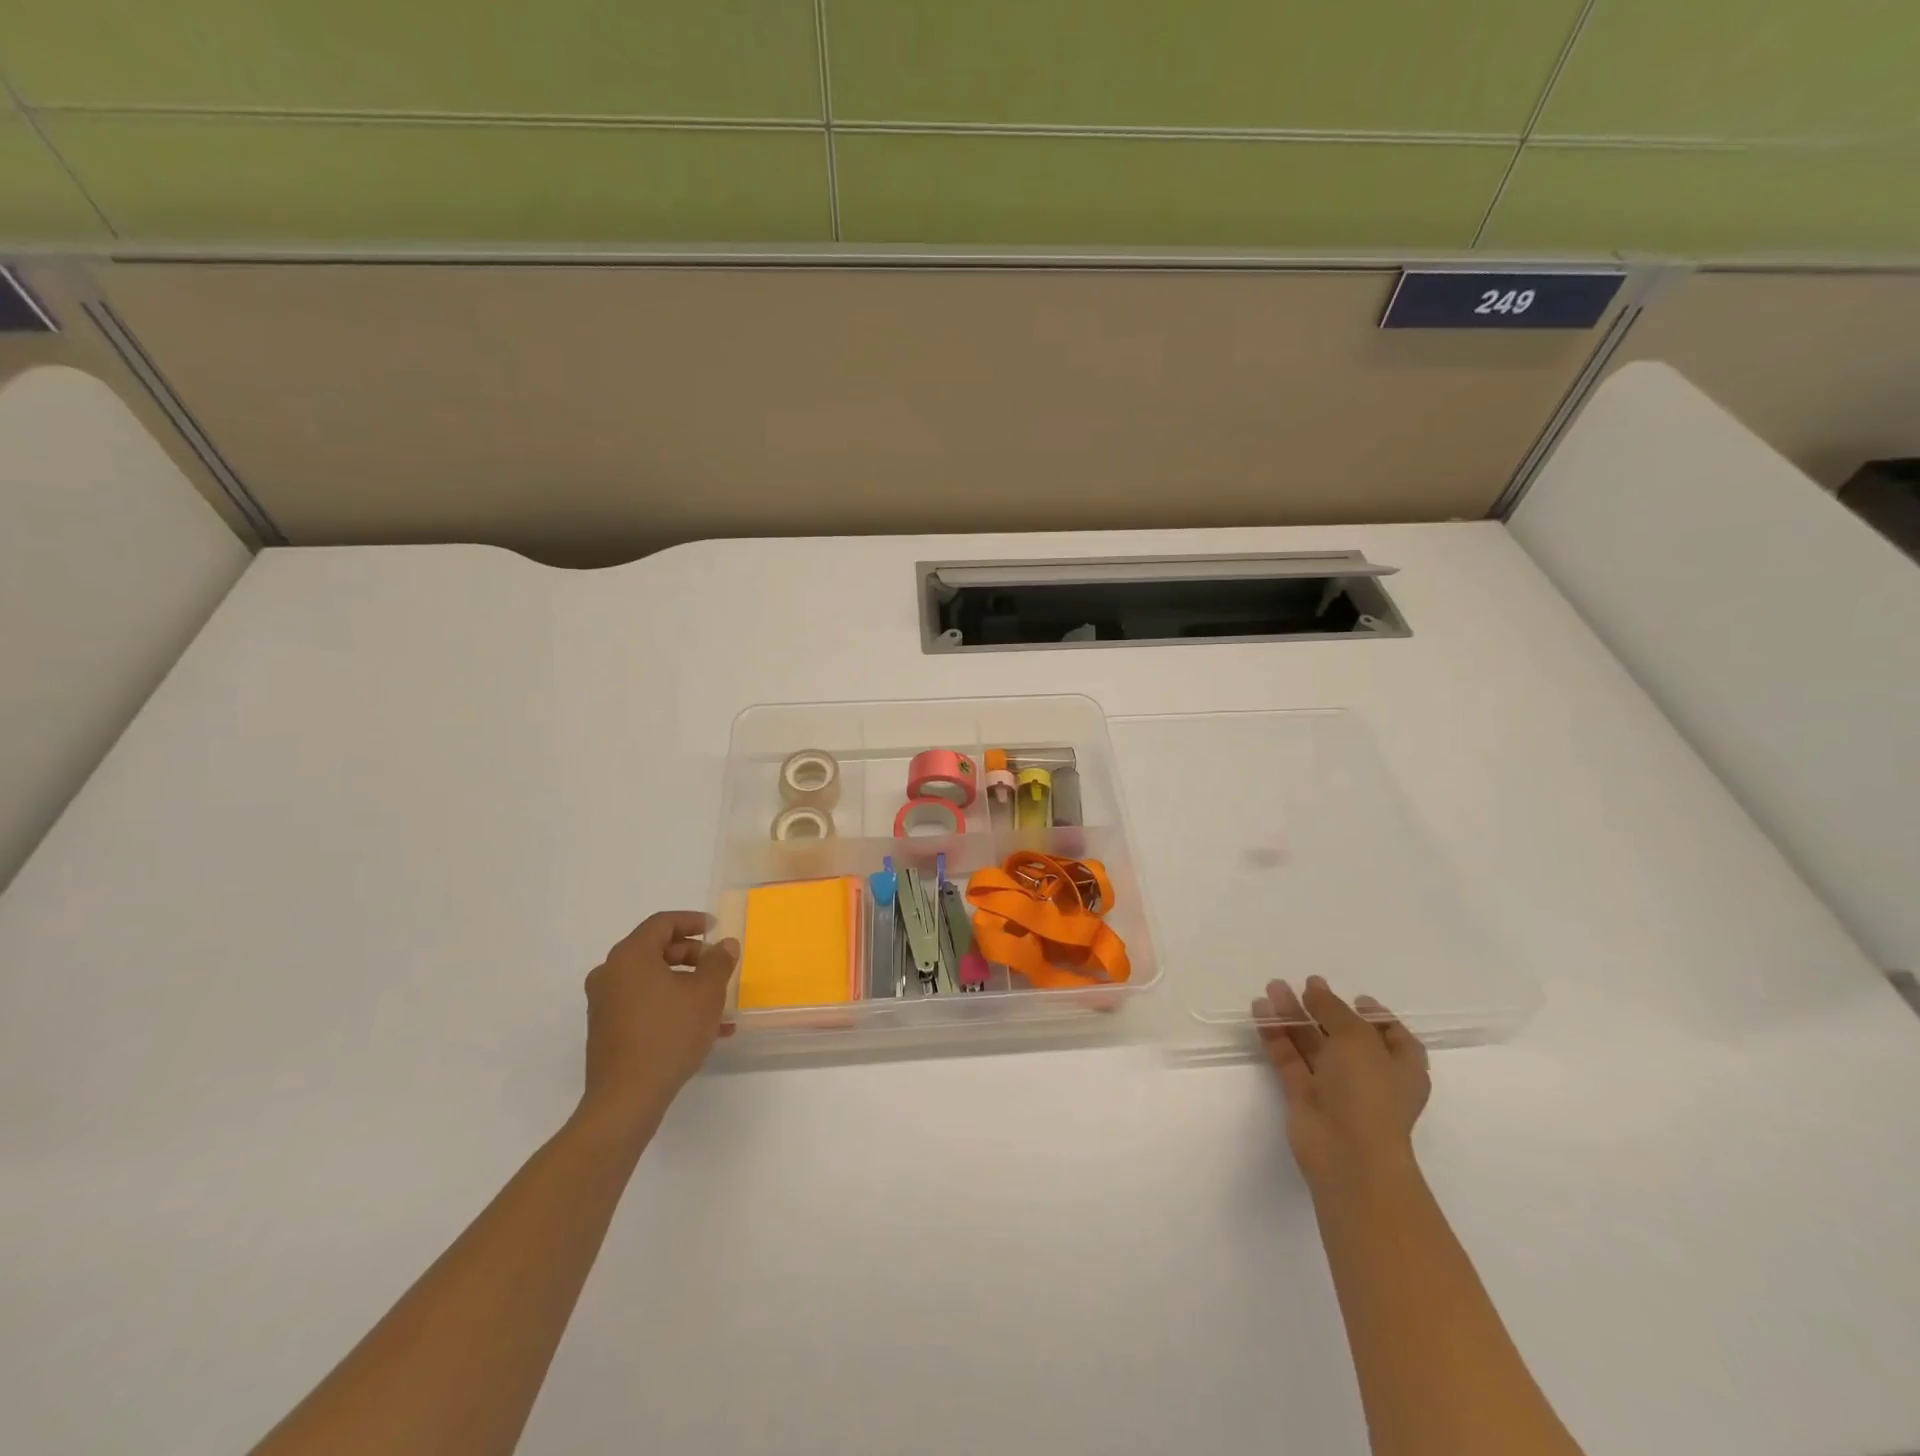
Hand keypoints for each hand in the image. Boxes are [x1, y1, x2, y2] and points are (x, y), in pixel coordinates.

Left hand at [576, 912, 737, 1138]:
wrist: (626, 1100)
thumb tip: (724, 944)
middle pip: (655, 950)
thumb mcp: (706, 994)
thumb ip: (718, 962)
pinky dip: (670, 1004)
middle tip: (718, 968)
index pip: (662, 923)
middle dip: (692, 955)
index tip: (716, 929)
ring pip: (651, 980)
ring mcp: (604, 1003)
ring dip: (685, 984)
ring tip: (717, 1002)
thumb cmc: (668, 1035)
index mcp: (630, 956)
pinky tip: (700, 1028)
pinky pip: (643, 1003)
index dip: (692, 921)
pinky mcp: (605, 1030)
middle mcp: (610, 973)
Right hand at [1253, 976, 1430, 1194]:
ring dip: (1293, 1016)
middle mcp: (1369, 1076)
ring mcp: (1335, 1088)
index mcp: (1400, 1067)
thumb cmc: (1367, 1091)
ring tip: (1272, 988)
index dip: (1377, 1017)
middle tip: (1302, 985)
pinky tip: (1260, 1011)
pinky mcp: (1304, 1096)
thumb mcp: (1357, 1038)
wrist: (1347, 1153)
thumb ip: (1333, 1009)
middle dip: (1323, 1009)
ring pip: (1312, 1044)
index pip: (1394, 1037)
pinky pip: (1289, 1058)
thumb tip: (1315, 988)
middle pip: (1344, 1036)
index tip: (1356, 998)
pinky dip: (1276, 1035)